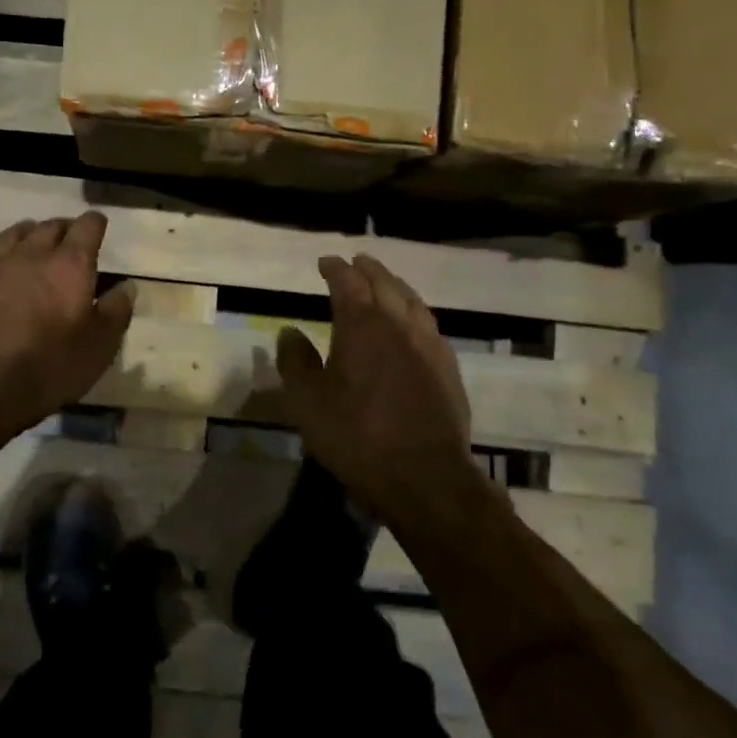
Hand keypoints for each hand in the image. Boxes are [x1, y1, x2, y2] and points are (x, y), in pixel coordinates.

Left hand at [0, 213, 135, 445]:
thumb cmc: (49, 365)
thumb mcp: (99, 346)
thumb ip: (116, 311)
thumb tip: (127, 286)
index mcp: (69, 264)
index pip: (87, 227)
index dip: (95, 223)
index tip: (99, 225)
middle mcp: (31, 254)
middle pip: (49, 226)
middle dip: (63, 228)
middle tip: (69, 239)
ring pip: (13, 235)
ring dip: (28, 236)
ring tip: (32, 245)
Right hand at [276, 255, 483, 523]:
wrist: (424, 476)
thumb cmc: (356, 436)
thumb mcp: (307, 402)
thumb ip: (296, 361)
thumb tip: (288, 331)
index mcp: (362, 325)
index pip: (347, 282)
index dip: (335, 268)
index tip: (325, 262)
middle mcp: (399, 324)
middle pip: (385, 283)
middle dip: (368, 269)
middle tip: (356, 261)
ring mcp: (429, 345)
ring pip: (412, 301)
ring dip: (395, 286)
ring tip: (385, 283)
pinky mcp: (448, 368)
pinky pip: (429, 325)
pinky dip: (414, 312)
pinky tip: (412, 324)